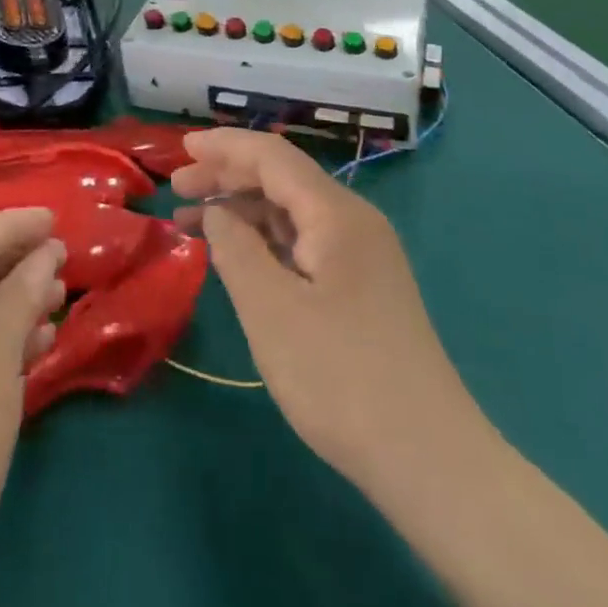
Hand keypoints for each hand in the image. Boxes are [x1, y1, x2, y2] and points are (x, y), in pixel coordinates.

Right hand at [171, 128, 487, 496]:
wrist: (429, 459)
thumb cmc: (341, 377)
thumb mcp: (271, 310)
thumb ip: (236, 249)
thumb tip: (217, 214)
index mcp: (336, 213)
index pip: (272, 156)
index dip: (224, 147)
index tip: (181, 148)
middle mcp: (353, 221)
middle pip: (282, 178)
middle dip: (228, 176)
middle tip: (178, 189)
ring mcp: (362, 254)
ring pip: (292, 211)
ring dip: (243, 210)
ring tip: (193, 223)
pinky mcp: (362, 286)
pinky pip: (305, 242)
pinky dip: (265, 240)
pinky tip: (238, 256)